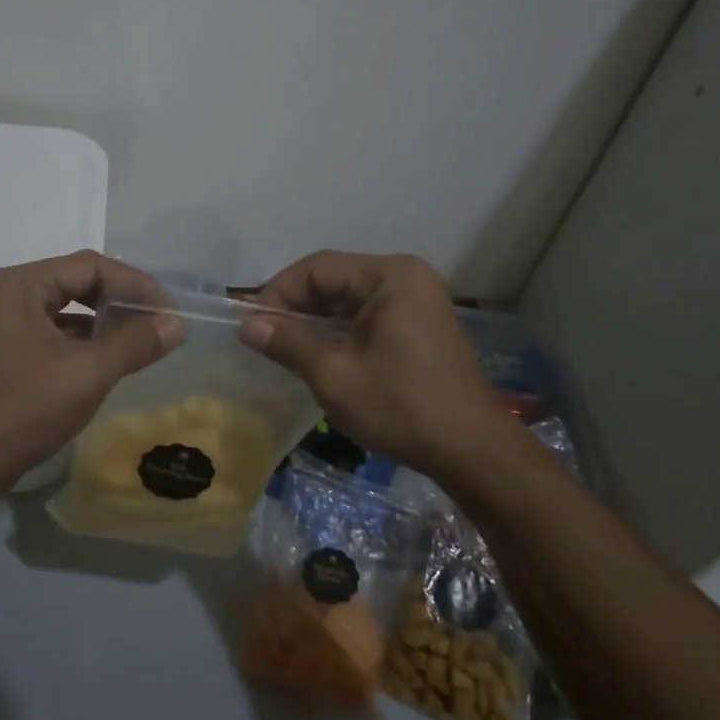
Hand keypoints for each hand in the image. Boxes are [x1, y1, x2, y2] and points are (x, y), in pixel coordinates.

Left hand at [0, 250, 185, 493]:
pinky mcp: (6, 351)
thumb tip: (176, 324)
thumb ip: (134, 343)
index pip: (89, 266)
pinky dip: (84, 341)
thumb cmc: (23, 410)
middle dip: (120, 301)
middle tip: (158, 322)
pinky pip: (54, 332)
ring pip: (66, 309)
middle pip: (77, 282)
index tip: (168, 310)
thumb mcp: (87, 373)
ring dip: (104, 322)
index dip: (134, 284)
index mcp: (19, 285)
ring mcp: (3, 323)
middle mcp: (8, 294)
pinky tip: (109, 359)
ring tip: (142, 340)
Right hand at [242, 251, 519, 482]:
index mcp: (389, 276)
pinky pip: (366, 313)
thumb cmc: (402, 408)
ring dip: (314, 319)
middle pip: (333, 278)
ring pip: (347, 297)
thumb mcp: (335, 376)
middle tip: (262, 338)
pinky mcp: (419, 323)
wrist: (473, 452)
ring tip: (283, 347)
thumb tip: (246, 325)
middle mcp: (405, 276)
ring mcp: (416, 299)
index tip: (251, 326)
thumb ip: (288, 342)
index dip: (277, 293)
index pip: (316, 268)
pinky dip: (338, 329)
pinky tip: (318, 353)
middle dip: (294, 306)